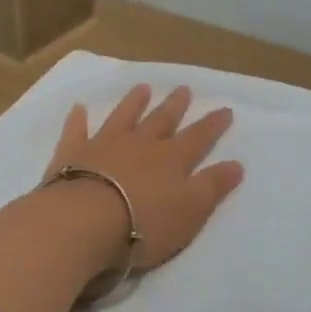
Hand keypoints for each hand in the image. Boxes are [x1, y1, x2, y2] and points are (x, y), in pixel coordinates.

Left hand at [45, 84, 243, 272]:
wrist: (85, 221)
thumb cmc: (144, 223)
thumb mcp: (190, 211)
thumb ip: (212, 186)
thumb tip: (237, 164)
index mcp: (171, 159)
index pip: (198, 138)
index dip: (213, 125)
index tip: (225, 109)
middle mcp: (141, 144)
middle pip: (161, 120)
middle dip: (175, 106)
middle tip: (183, 88)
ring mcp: (105, 144)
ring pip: (123, 117)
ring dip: (134, 102)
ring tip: (143, 88)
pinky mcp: (73, 153)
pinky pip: (77, 130)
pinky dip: (78, 119)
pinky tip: (79, 108)